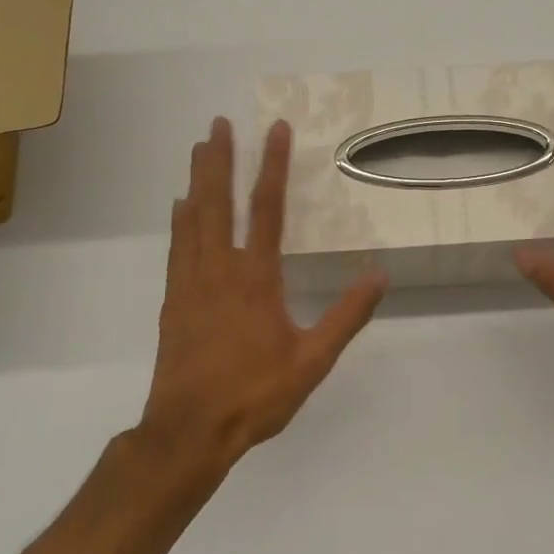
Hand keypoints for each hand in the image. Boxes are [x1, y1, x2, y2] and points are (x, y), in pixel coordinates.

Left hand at [139, 117, 387, 462]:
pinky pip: (177, 247)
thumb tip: (380, 274)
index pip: (266, 208)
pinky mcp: (173, 301)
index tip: (275, 129)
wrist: (190, 430)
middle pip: (218, 202)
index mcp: (256, 278)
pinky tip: (179, 207)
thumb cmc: (256, 394)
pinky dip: (179, 219)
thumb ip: (347, 315)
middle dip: (220, 159)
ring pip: (192, 218)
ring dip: (197, 180)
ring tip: (199, 148)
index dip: (272, 165)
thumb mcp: (313, 360)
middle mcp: (219, 269)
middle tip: (219, 122)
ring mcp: (190, 283)